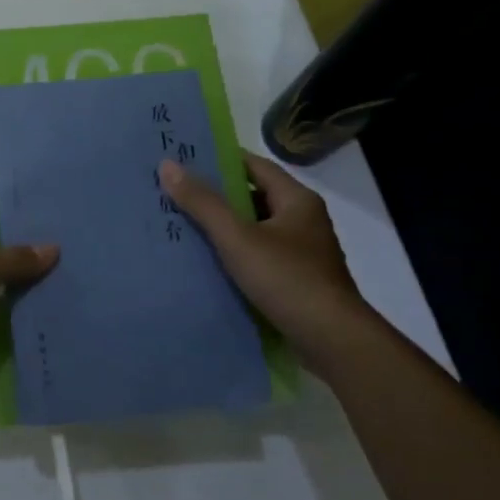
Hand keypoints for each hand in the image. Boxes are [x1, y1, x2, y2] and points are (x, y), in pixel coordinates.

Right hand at [157, 150, 371, 355]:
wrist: (332, 340)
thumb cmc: (287, 279)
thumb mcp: (237, 238)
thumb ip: (203, 203)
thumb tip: (167, 165)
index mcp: (297, 200)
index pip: (254, 166)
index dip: (219, 161)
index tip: (184, 160)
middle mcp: (303, 220)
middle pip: (253, 196)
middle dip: (215, 196)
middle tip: (174, 192)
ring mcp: (301, 251)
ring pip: (254, 228)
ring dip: (222, 227)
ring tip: (181, 224)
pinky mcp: (295, 279)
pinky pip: (257, 254)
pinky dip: (233, 253)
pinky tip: (205, 260)